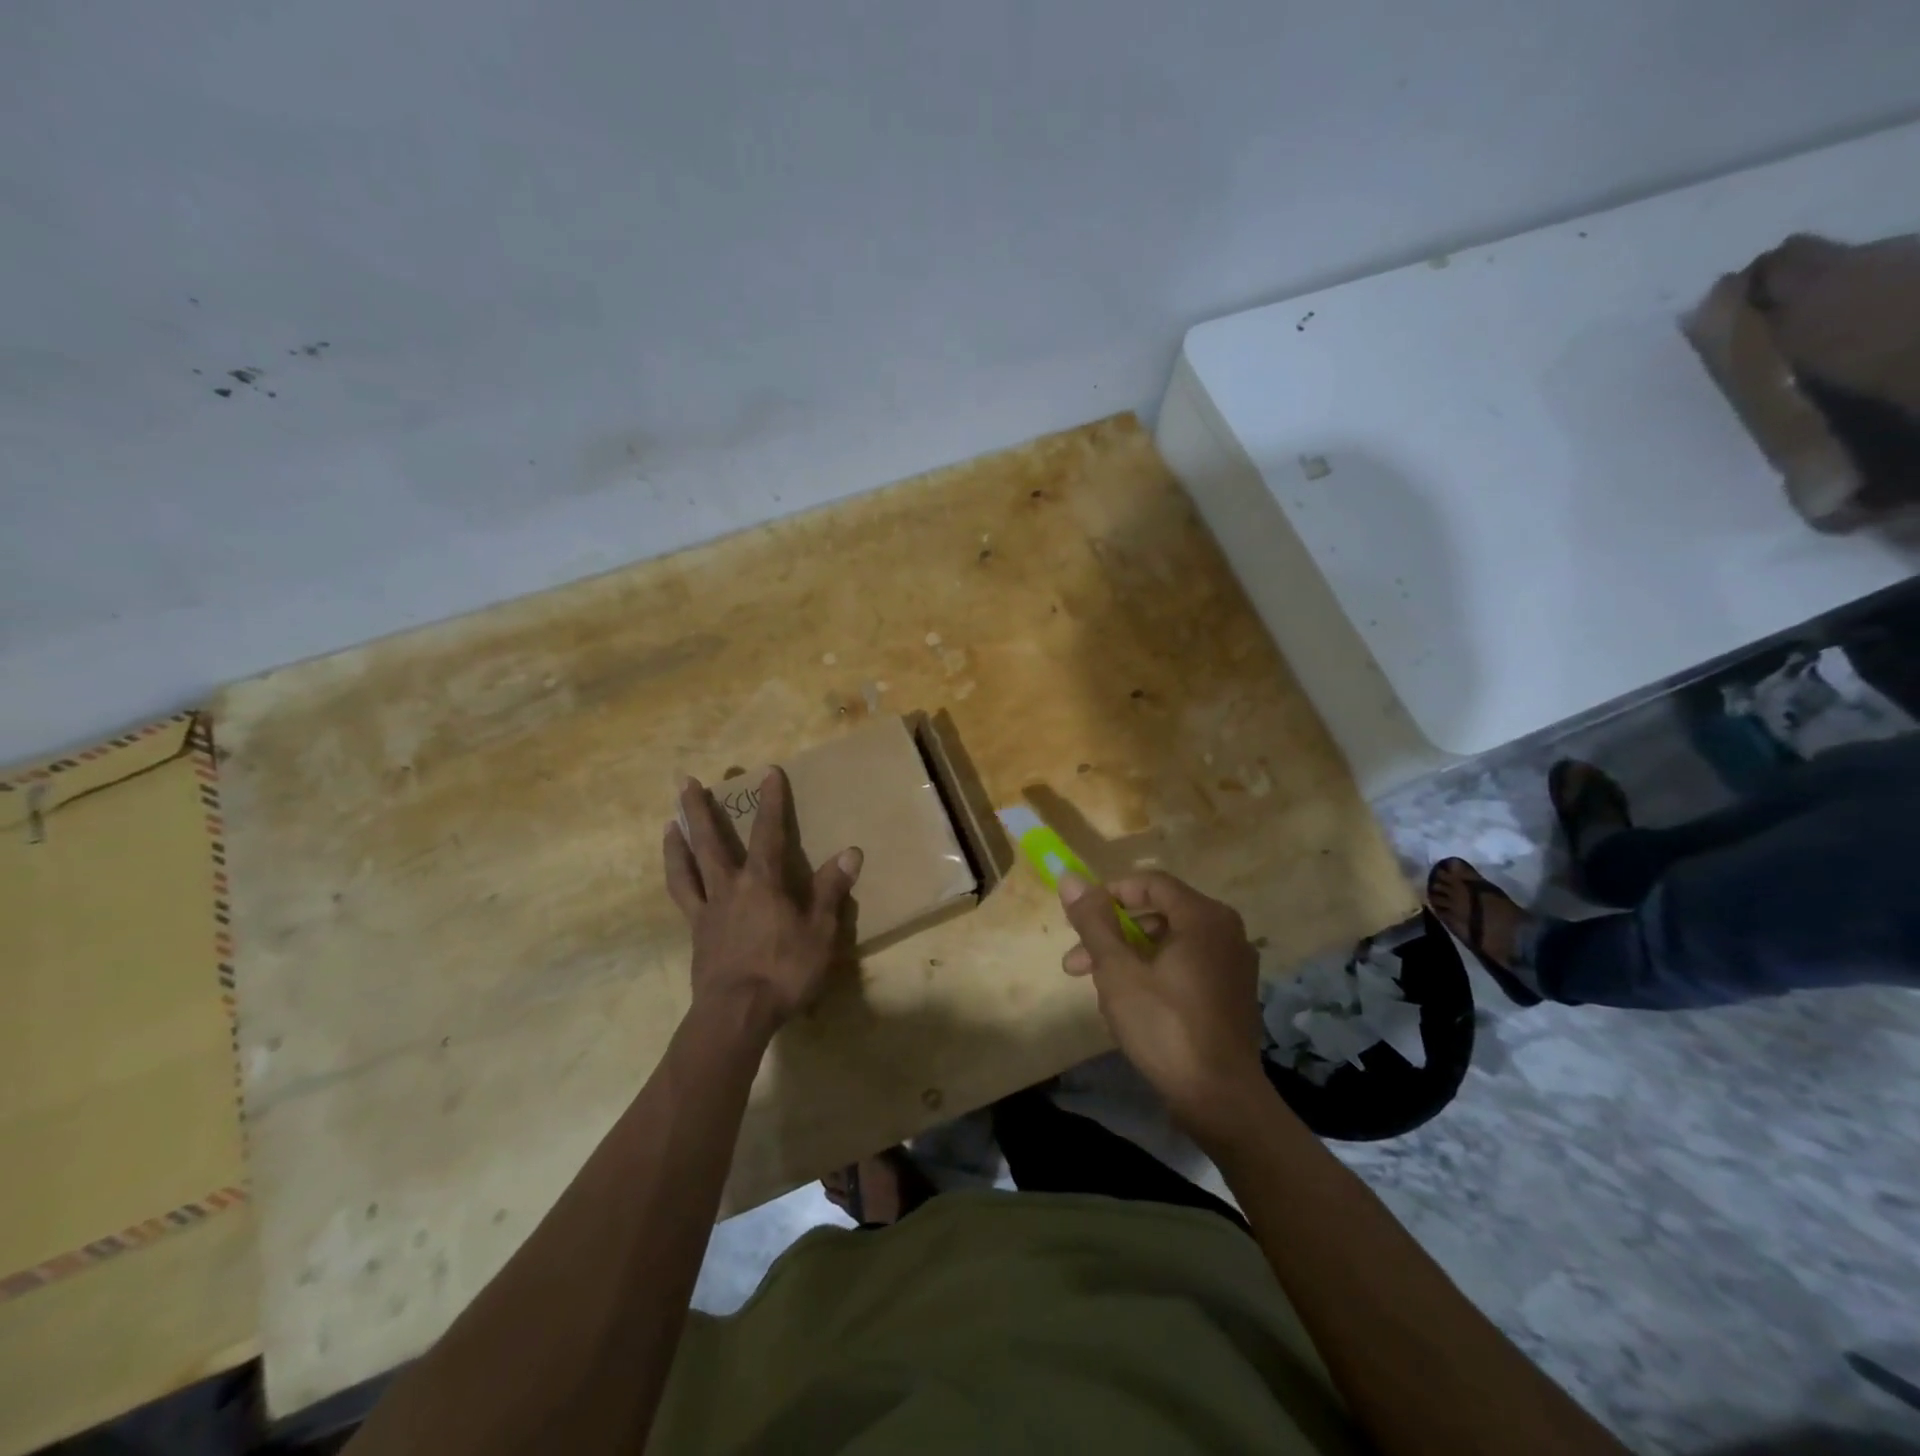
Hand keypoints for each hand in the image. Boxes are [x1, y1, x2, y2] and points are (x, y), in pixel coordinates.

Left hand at [664, 769, 861, 1037]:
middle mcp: (729, 887)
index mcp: (762, 883)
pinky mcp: (696, 934)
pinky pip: (683, 898)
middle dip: (699, 809)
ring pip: (687, 867)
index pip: (768, 833)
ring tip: (668, 821)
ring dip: (677, 841)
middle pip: (710, 841)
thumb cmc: (784, 972)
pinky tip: (677, 874)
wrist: (735, 1015)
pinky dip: (677, 879)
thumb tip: (850, 852)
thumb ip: (830, 891)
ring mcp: (707, 911)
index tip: (768, 772)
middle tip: (685, 781)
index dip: (771, 802)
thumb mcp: (820, 932)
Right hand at [1059, 870, 1267, 1138]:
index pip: (1150, 883)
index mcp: (1204, 917)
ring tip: (1096, 989)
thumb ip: (1094, 921)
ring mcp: (1233, 964)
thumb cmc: (1165, 1026)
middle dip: (1111, 934)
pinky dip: (1154, 973)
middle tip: (1075, 963)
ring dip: (1127, 957)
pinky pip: (1186, 965)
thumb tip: (1070, 879)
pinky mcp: (1232, 993)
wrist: (1221, 1100)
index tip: (1079, 920)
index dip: (1109, 895)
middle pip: (1158, 914)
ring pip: (1169, 943)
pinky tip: (1130, 1004)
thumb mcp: (1118, 971)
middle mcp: (1226, 931)